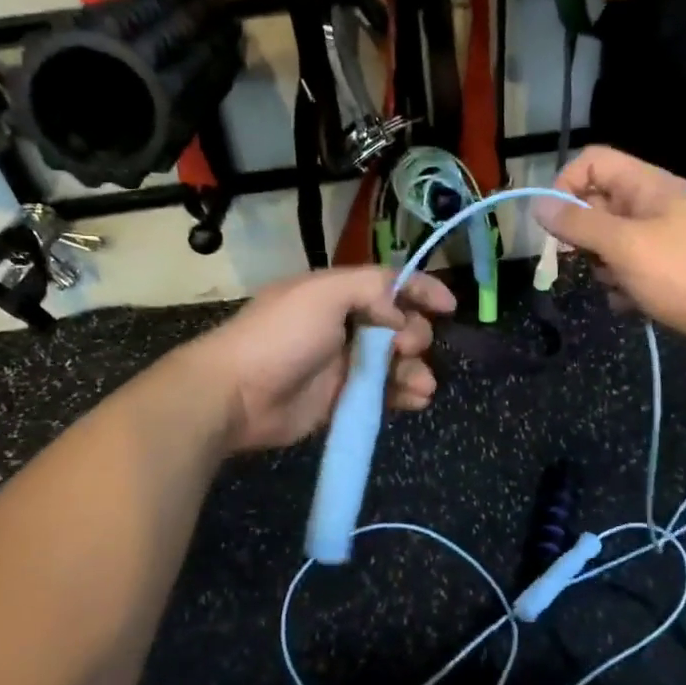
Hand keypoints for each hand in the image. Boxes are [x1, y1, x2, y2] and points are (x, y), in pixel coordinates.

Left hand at [180, 267, 455, 451]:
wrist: (235, 395)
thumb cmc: (280, 336)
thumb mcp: (324, 293)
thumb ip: (371, 288)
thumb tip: (400, 312)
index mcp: (336, 292)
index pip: (388, 284)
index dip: (420, 289)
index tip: (450, 306)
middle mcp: (342, 324)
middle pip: (397, 325)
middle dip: (414, 335)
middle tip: (408, 348)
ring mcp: (342, 364)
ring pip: (394, 363)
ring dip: (415, 370)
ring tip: (421, 386)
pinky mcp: (340, 399)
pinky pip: (382, 394)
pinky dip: (403, 395)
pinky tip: (416, 400)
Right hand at [535, 146, 685, 347]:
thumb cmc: (683, 273)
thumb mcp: (624, 245)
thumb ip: (578, 224)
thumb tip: (537, 204)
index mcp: (644, 186)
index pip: (592, 162)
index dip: (566, 185)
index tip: (554, 222)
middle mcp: (648, 206)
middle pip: (594, 206)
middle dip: (583, 238)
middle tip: (589, 260)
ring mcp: (656, 239)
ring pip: (605, 244)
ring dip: (603, 269)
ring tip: (621, 285)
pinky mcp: (661, 270)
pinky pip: (624, 271)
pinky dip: (621, 288)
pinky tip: (633, 304)